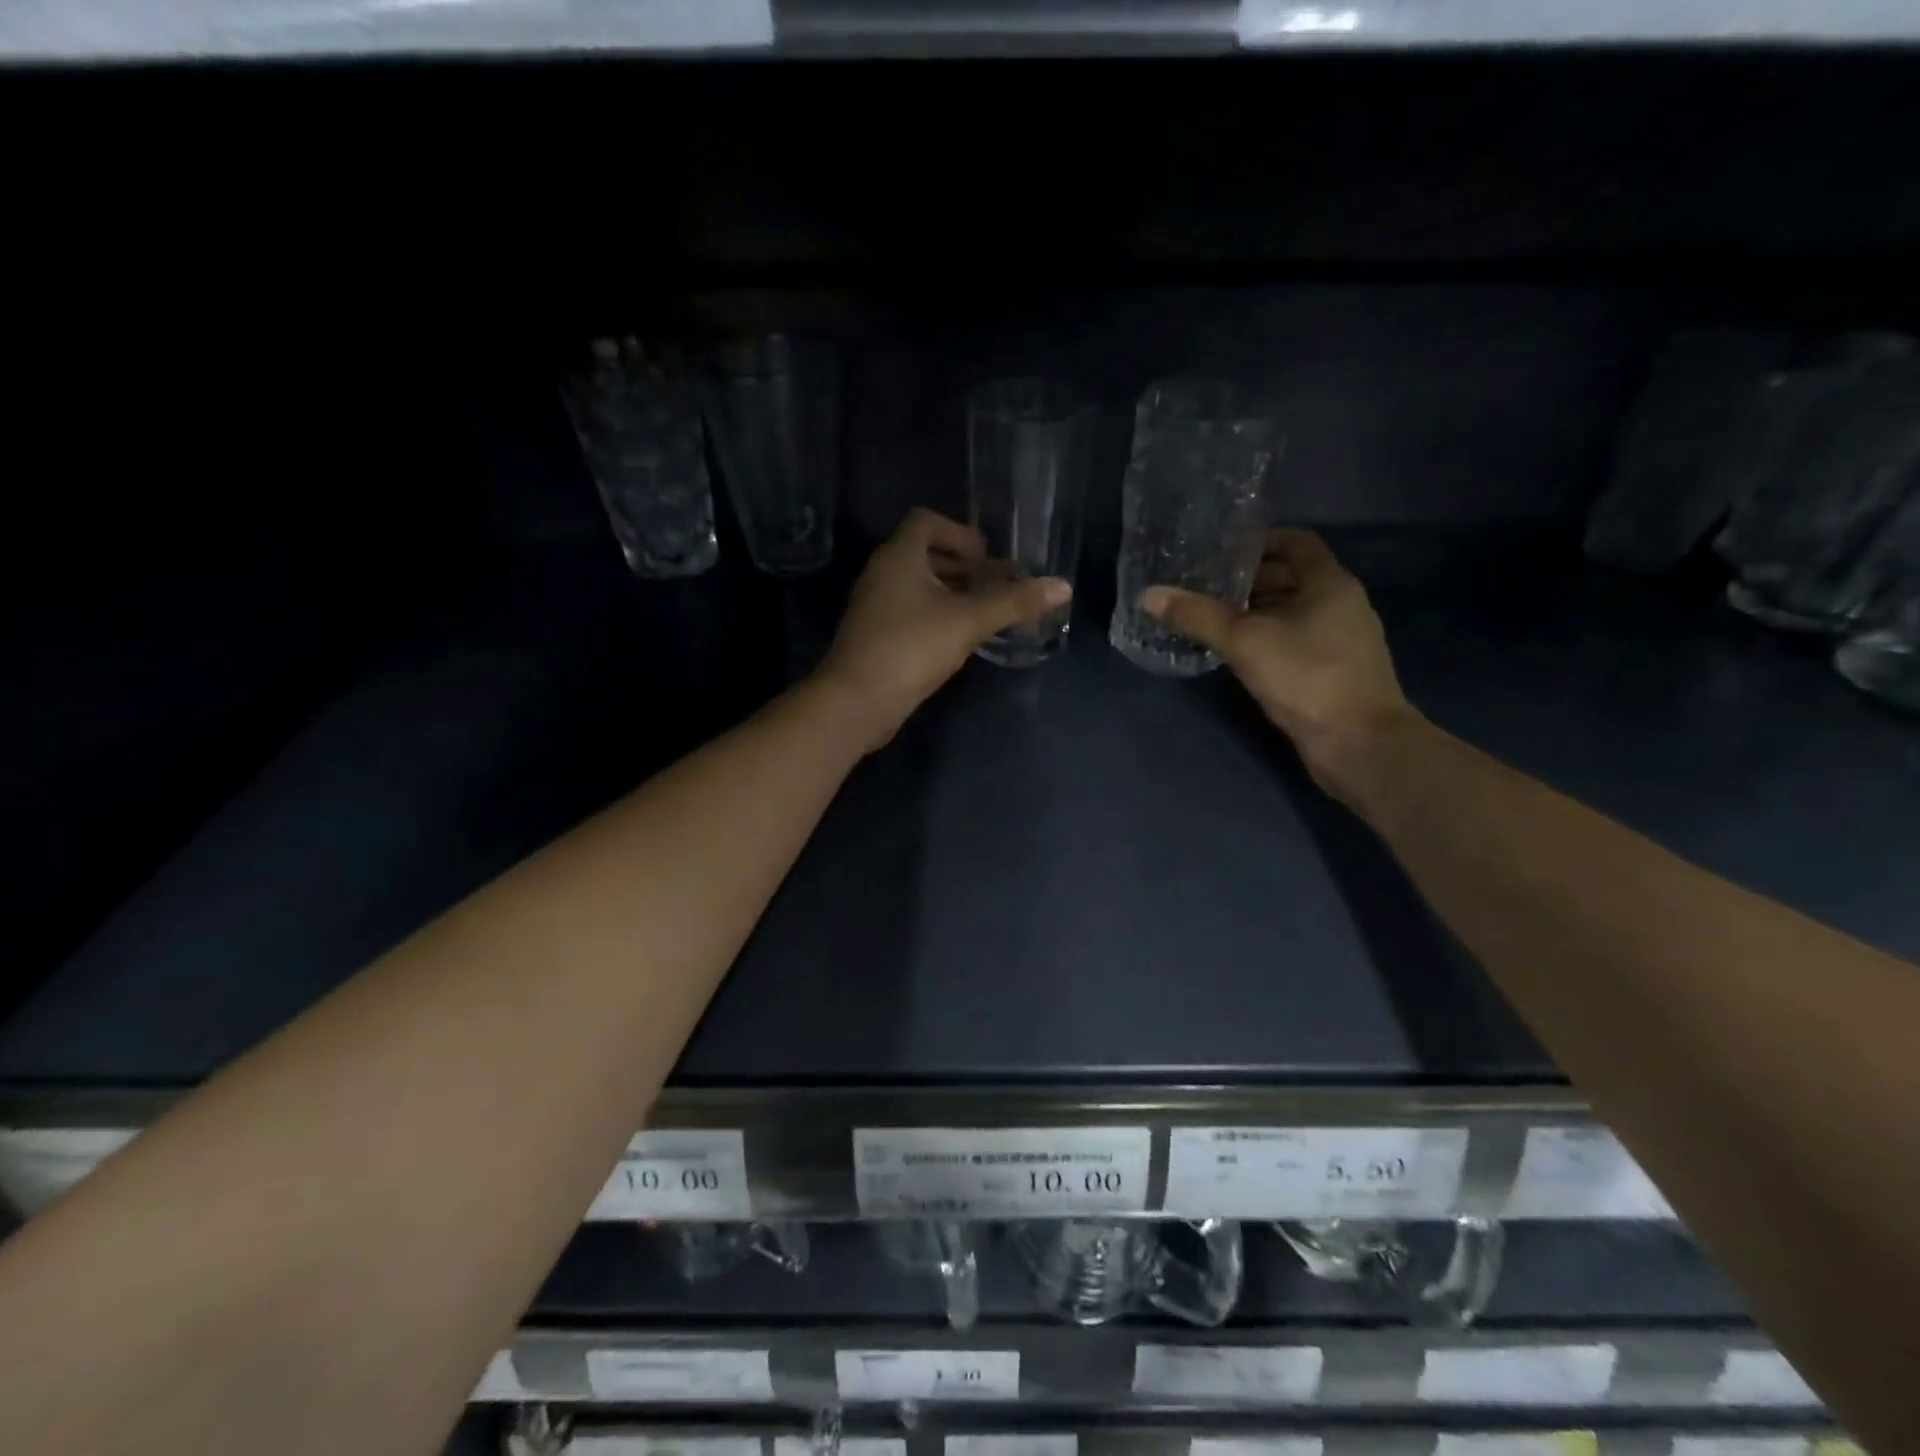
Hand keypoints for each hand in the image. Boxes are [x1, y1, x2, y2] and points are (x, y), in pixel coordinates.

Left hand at [816, 508, 1070, 753]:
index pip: (927, 521)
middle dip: (965, 568)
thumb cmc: (911, 647)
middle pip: (926, 554)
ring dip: (954, 594)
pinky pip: (911, 612)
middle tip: (998, 589)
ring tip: (987, 614)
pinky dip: (937, 616)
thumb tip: (1064, 586)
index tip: (987, 560)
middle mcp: (882, 573)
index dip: (961, 534)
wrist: (857, 700)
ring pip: (920, 587)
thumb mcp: (969, 621)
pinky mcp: (876, 635)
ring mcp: (876, 606)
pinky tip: (961, 639)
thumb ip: (1014, 602)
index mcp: (898, 556)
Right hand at [1141, 529, 1414, 801]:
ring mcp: (1339, 641)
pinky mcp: (1331, 671)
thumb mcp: (1245, 642)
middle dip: (1248, 581)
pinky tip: (1235, 654)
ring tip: (1210, 619)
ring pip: (1291, 613)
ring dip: (1254, 613)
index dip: (1259, 542)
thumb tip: (1149, 595)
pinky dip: (1265, 640)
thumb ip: (1197, 616)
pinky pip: (1294, 641)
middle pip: (1291, 578)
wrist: (1359, 744)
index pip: (1296, 542)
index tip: (1220, 552)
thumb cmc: (1307, 677)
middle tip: (1204, 588)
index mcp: (1330, 584)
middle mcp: (1340, 605)